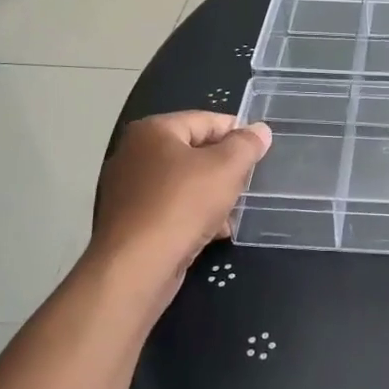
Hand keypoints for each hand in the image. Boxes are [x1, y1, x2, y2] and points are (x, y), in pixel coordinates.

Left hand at [93, 112, 271, 298]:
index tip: (260, 151)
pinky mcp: (129, 221)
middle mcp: (134, 153)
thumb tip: (260, 130)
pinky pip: (170, 208)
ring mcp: (128, 189)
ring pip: (183, 182)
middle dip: (224, 168)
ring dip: (212, 194)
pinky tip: (214, 232)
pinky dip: (193, 215)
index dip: (237, 132)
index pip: (205, 120)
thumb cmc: (182, 205)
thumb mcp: (226, 169)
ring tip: (235, 211)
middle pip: (193, 151)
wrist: (136, 268)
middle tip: (248, 183)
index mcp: (153, 130)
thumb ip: (246, 145)